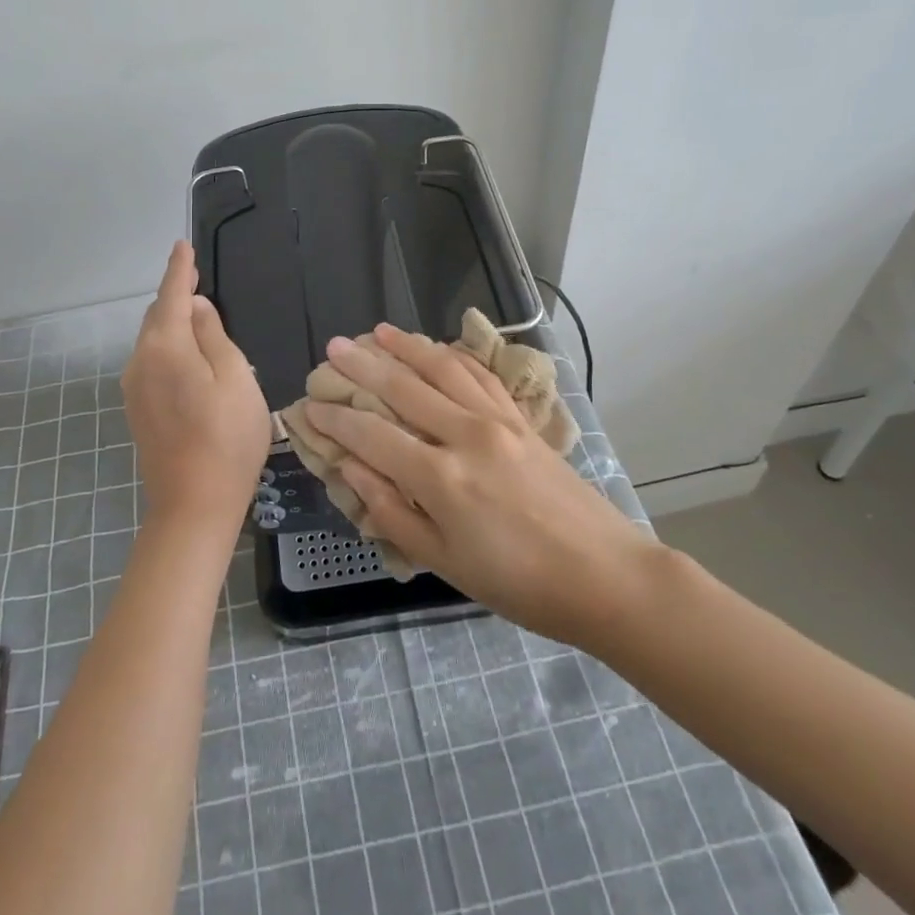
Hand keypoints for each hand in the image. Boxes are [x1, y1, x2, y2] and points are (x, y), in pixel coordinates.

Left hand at [121, 241, 270, 536]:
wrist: (193, 505)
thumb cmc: (227, 439)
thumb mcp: (236, 379)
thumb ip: (214, 336)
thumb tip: (196, 307)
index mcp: (166, 348)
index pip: (172, 296)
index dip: (180, 269)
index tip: (183, 245)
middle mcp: (141, 361)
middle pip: (157, 316)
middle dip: (175, 294)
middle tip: (196, 276)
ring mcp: (134, 388)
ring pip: (152, 339)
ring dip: (171, 321)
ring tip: (195, 312)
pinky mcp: (137, 409)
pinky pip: (151, 361)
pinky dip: (167, 345)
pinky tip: (185, 353)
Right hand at [304, 324, 659, 645]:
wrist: (604, 575)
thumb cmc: (518, 583)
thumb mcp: (444, 563)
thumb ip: (393, 512)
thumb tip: (351, 469)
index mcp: (441, 478)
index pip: (372, 435)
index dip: (336, 419)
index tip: (310, 405)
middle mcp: (465, 435)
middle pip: (403, 387)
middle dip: (362, 365)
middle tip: (334, 347)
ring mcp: (498, 420)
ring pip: (442, 368)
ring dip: (407, 346)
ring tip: (378, 331)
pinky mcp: (522, 419)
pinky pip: (481, 375)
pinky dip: (454, 357)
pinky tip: (439, 348)